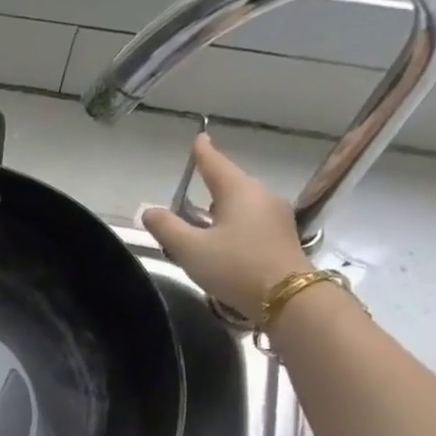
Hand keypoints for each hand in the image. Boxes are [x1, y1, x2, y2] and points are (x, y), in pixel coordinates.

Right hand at [141, 134, 311, 321]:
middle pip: (231, 184)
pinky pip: (252, 221)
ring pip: (242, 204)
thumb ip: (167, 228)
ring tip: (204, 220)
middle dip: (211, 186)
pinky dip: (235, 225)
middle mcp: (261, 196)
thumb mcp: (191, 249)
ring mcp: (276, 217)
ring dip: (222, 209)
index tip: (199, 138)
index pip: (215, 164)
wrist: (286, 297)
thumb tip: (149, 210)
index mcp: (238, 191)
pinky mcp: (282, 237)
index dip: (203, 153)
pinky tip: (225, 240)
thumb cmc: (235, 267)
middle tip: (193, 190)